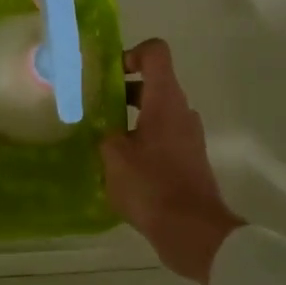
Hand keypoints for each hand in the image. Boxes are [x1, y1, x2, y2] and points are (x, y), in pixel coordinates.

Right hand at [101, 39, 244, 284]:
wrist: (192, 231)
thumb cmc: (151, 186)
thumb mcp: (113, 156)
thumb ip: (105, 133)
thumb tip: (105, 129)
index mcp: (165, 100)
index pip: (155, 53)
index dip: (130, 54)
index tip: (107, 76)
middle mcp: (181, 111)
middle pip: (153, 84)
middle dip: (121, 92)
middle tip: (94, 109)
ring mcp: (188, 136)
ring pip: (156, 113)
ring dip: (130, 119)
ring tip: (102, 140)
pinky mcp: (188, 159)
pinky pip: (162, 137)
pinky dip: (141, 141)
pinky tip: (120, 166)